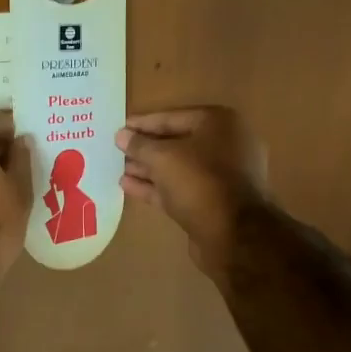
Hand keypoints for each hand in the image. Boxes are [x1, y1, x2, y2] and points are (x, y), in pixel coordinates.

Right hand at [116, 107, 267, 276]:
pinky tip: (128, 186)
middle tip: (117, 150)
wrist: (233, 234)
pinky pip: (181, 188)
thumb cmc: (199, 181)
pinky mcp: (214, 202)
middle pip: (177, 143)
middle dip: (146, 148)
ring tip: (118, 169)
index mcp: (219, 123)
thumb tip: (121, 136)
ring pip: (178, 168)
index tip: (120, 129)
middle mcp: (225, 145)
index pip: (173, 117)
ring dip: (148, 168)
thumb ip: (140, 145)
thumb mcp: (163, 157)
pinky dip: (156, 186)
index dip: (143, 123)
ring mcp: (222, 176)